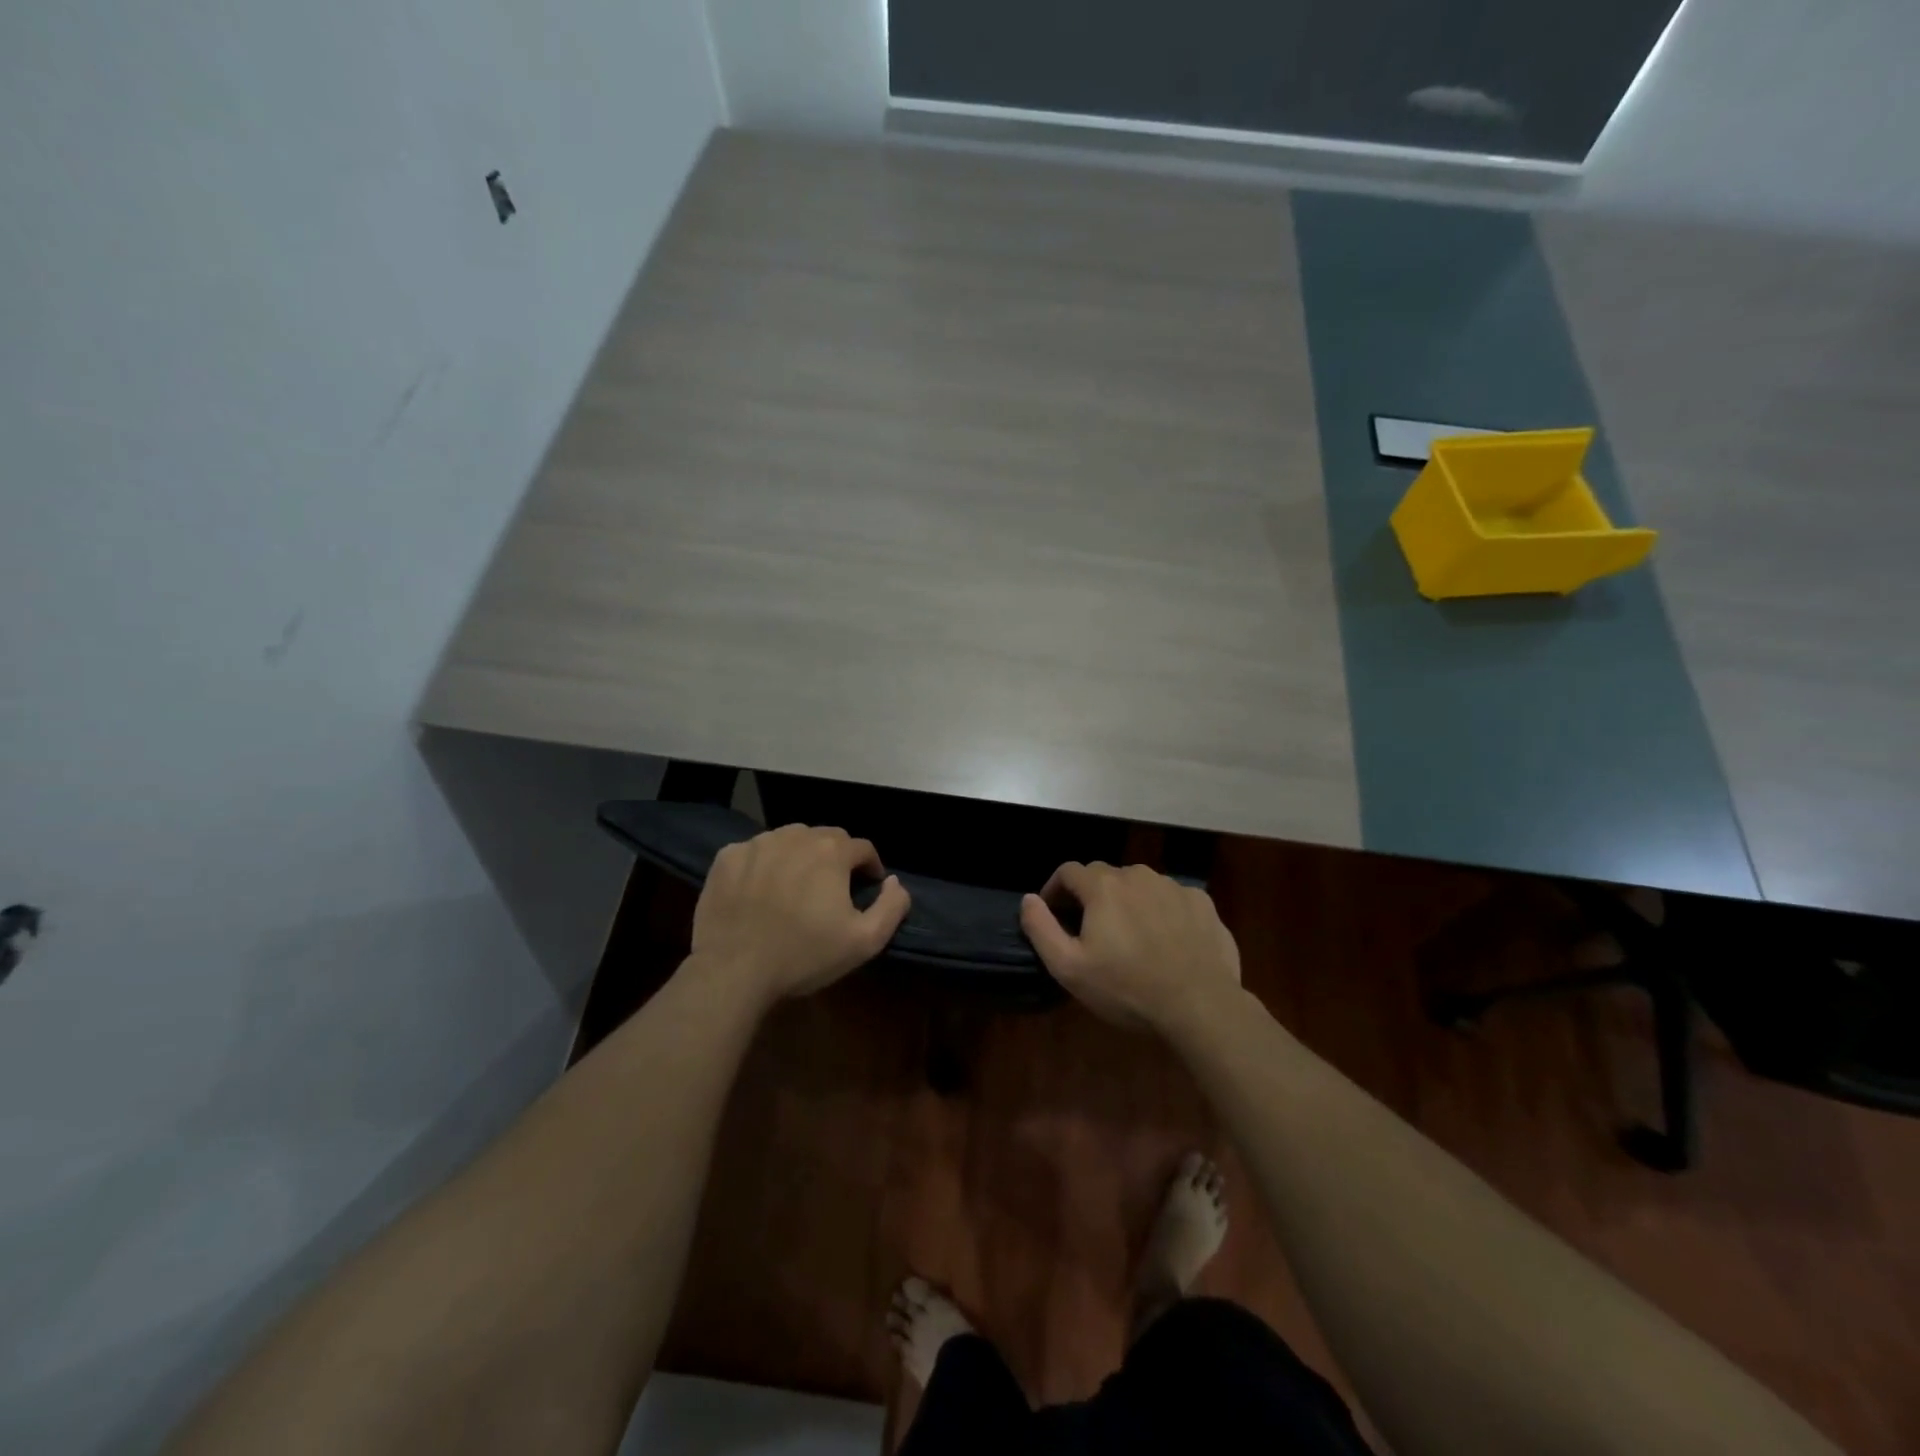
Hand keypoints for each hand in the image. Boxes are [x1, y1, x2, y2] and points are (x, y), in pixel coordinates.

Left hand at [689, 825, 910, 1004]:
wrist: (733, 971)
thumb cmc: (804, 955)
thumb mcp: (864, 941)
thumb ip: (891, 906)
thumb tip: (895, 881)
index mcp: (831, 851)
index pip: (862, 847)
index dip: (870, 866)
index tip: (867, 887)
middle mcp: (796, 836)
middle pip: (826, 838)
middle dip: (835, 858)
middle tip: (832, 888)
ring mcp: (757, 844)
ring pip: (789, 840)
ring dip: (799, 856)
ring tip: (796, 886)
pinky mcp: (727, 857)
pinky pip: (755, 852)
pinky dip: (764, 864)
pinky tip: (760, 890)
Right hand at [1020, 862, 1240, 1030]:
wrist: (1200, 1005)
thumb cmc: (1127, 988)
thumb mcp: (1069, 968)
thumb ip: (1040, 928)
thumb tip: (1028, 899)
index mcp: (1103, 886)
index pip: (1068, 871)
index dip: (1055, 889)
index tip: (1054, 915)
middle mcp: (1138, 875)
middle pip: (1105, 876)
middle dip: (1092, 897)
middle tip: (1092, 933)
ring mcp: (1174, 886)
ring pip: (1140, 886)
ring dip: (1128, 903)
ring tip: (1131, 939)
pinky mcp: (1202, 903)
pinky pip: (1171, 899)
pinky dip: (1161, 912)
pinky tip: (1166, 942)